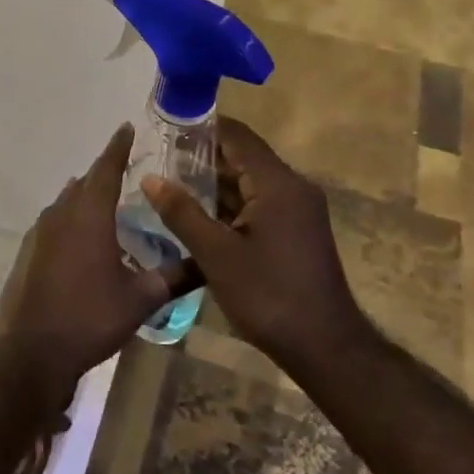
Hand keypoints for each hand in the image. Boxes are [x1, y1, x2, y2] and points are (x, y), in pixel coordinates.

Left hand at [0, 125, 194, 396]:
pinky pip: (53, 224)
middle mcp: (60, 215)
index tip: (126, 128)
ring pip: (65, 203)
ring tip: (107, 202)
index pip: (106, 169)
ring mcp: (38, 234)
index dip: (118, 147)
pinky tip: (81, 240)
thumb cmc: (90, 319)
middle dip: (104, 173)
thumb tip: (207, 264)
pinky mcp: (27, 253)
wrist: (32, 352)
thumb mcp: (141, 300)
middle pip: (84, 183)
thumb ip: (174, 277)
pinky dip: (70, 221)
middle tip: (127, 170)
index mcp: (89, 216)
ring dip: (85, 197)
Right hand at [142, 117, 374, 369]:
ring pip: (249, 183)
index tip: (165, 128)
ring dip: (213, 183)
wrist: (323, 346)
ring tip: (167, 184)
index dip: (201, 128)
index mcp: (277, 184)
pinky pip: (257, 204)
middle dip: (201, 157)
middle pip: (243, 157)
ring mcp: (297, 211)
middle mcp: (292, 188)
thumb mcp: (216, 254)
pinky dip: (229, 205)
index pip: (237, 136)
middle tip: (157, 159)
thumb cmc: (268, 295)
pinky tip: (196, 215)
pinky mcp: (295, 231)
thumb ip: (182, 213)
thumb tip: (150, 179)